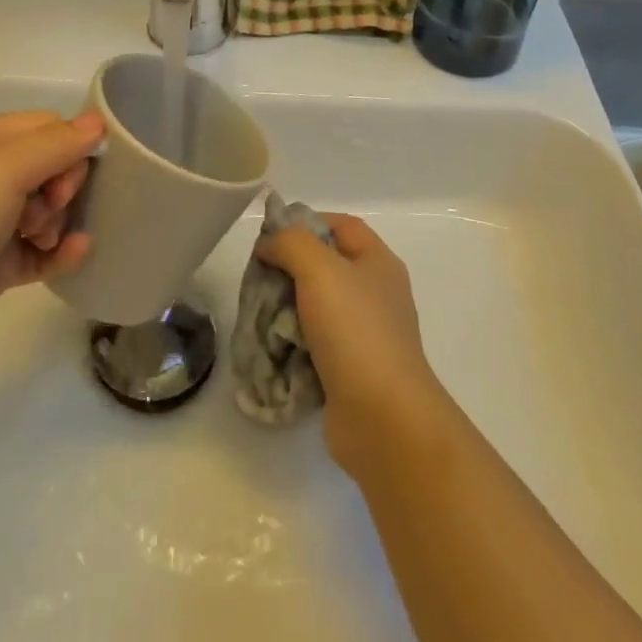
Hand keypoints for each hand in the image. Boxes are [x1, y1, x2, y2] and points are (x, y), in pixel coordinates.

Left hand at [0, 110, 103, 387]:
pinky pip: (42, 251)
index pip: (47, 127)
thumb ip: (57, 143)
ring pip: (49, 210)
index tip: (69, 177)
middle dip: (65, 186)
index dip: (70, 147)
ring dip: (61, 222)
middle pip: (52, 167)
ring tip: (43, 240)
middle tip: (49, 211)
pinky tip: (76, 256)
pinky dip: (60, 252)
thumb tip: (98, 122)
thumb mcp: (5, 169)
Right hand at [255, 215, 451, 474]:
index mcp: (378, 263)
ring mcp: (365, 335)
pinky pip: (314, 347)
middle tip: (258, 280)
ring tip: (258, 317)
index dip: (306, 222)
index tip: (271, 237)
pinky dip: (292, 346)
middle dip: (288, 270)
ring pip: (315, 308)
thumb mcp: (319, 269)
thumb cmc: (355, 331)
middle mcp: (375, 294)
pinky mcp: (351, 372)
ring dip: (285, 311)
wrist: (383, 419)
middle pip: (324, 266)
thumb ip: (290, 243)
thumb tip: (270, 244)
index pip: (341, 225)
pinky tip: (272, 350)